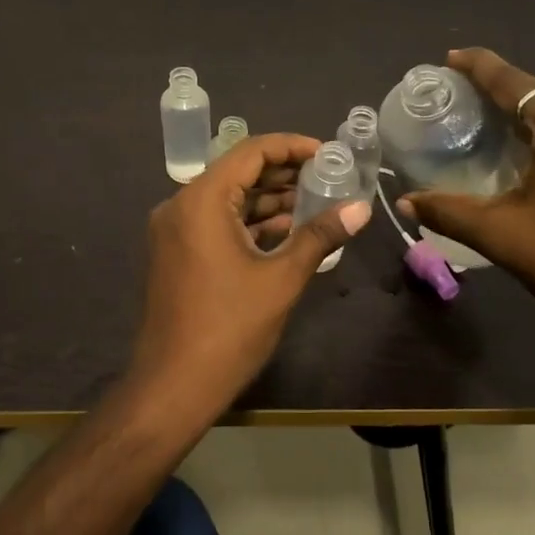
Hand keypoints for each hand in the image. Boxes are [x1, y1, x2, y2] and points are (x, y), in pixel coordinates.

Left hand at [129, 133, 371, 413]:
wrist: (173, 387)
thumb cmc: (229, 329)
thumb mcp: (282, 279)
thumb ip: (320, 236)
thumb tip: (361, 208)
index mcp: (201, 200)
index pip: (251, 151)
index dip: (293, 147)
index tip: (329, 155)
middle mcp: (181, 205)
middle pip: (238, 172)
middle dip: (284, 174)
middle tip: (329, 178)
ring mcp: (175, 231)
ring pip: (228, 199)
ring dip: (269, 200)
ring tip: (317, 203)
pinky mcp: (177, 253)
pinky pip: (216, 223)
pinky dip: (250, 223)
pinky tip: (287, 231)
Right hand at [399, 48, 534, 350]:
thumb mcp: (501, 234)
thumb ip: (448, 210)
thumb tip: (405, 202)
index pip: (514, 81)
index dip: (478, 67)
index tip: (449, 58)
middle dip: (499, 92)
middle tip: (459, 102)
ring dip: (525, 116)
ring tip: (487, 128)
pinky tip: (528, 157)